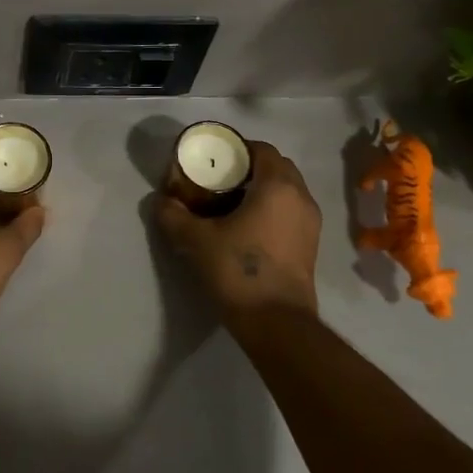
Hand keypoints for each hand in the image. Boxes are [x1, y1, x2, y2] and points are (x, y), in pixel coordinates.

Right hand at [155, 141, 321, 326]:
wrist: (276, 323)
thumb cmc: (238, 271)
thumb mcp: (195, 240)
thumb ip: (174, 215)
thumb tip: (161, 201)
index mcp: (277, 186)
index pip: (262, 149)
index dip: (238, 149)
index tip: (214, 159)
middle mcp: (301, 198)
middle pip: (277, 167)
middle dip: (251, 168)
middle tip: (220, 179)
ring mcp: (311, 223)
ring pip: (287, 191)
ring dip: (263, 189)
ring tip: (232, 203)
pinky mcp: (310, 245)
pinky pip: (291, 212)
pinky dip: (272, 209)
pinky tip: (247, 227)